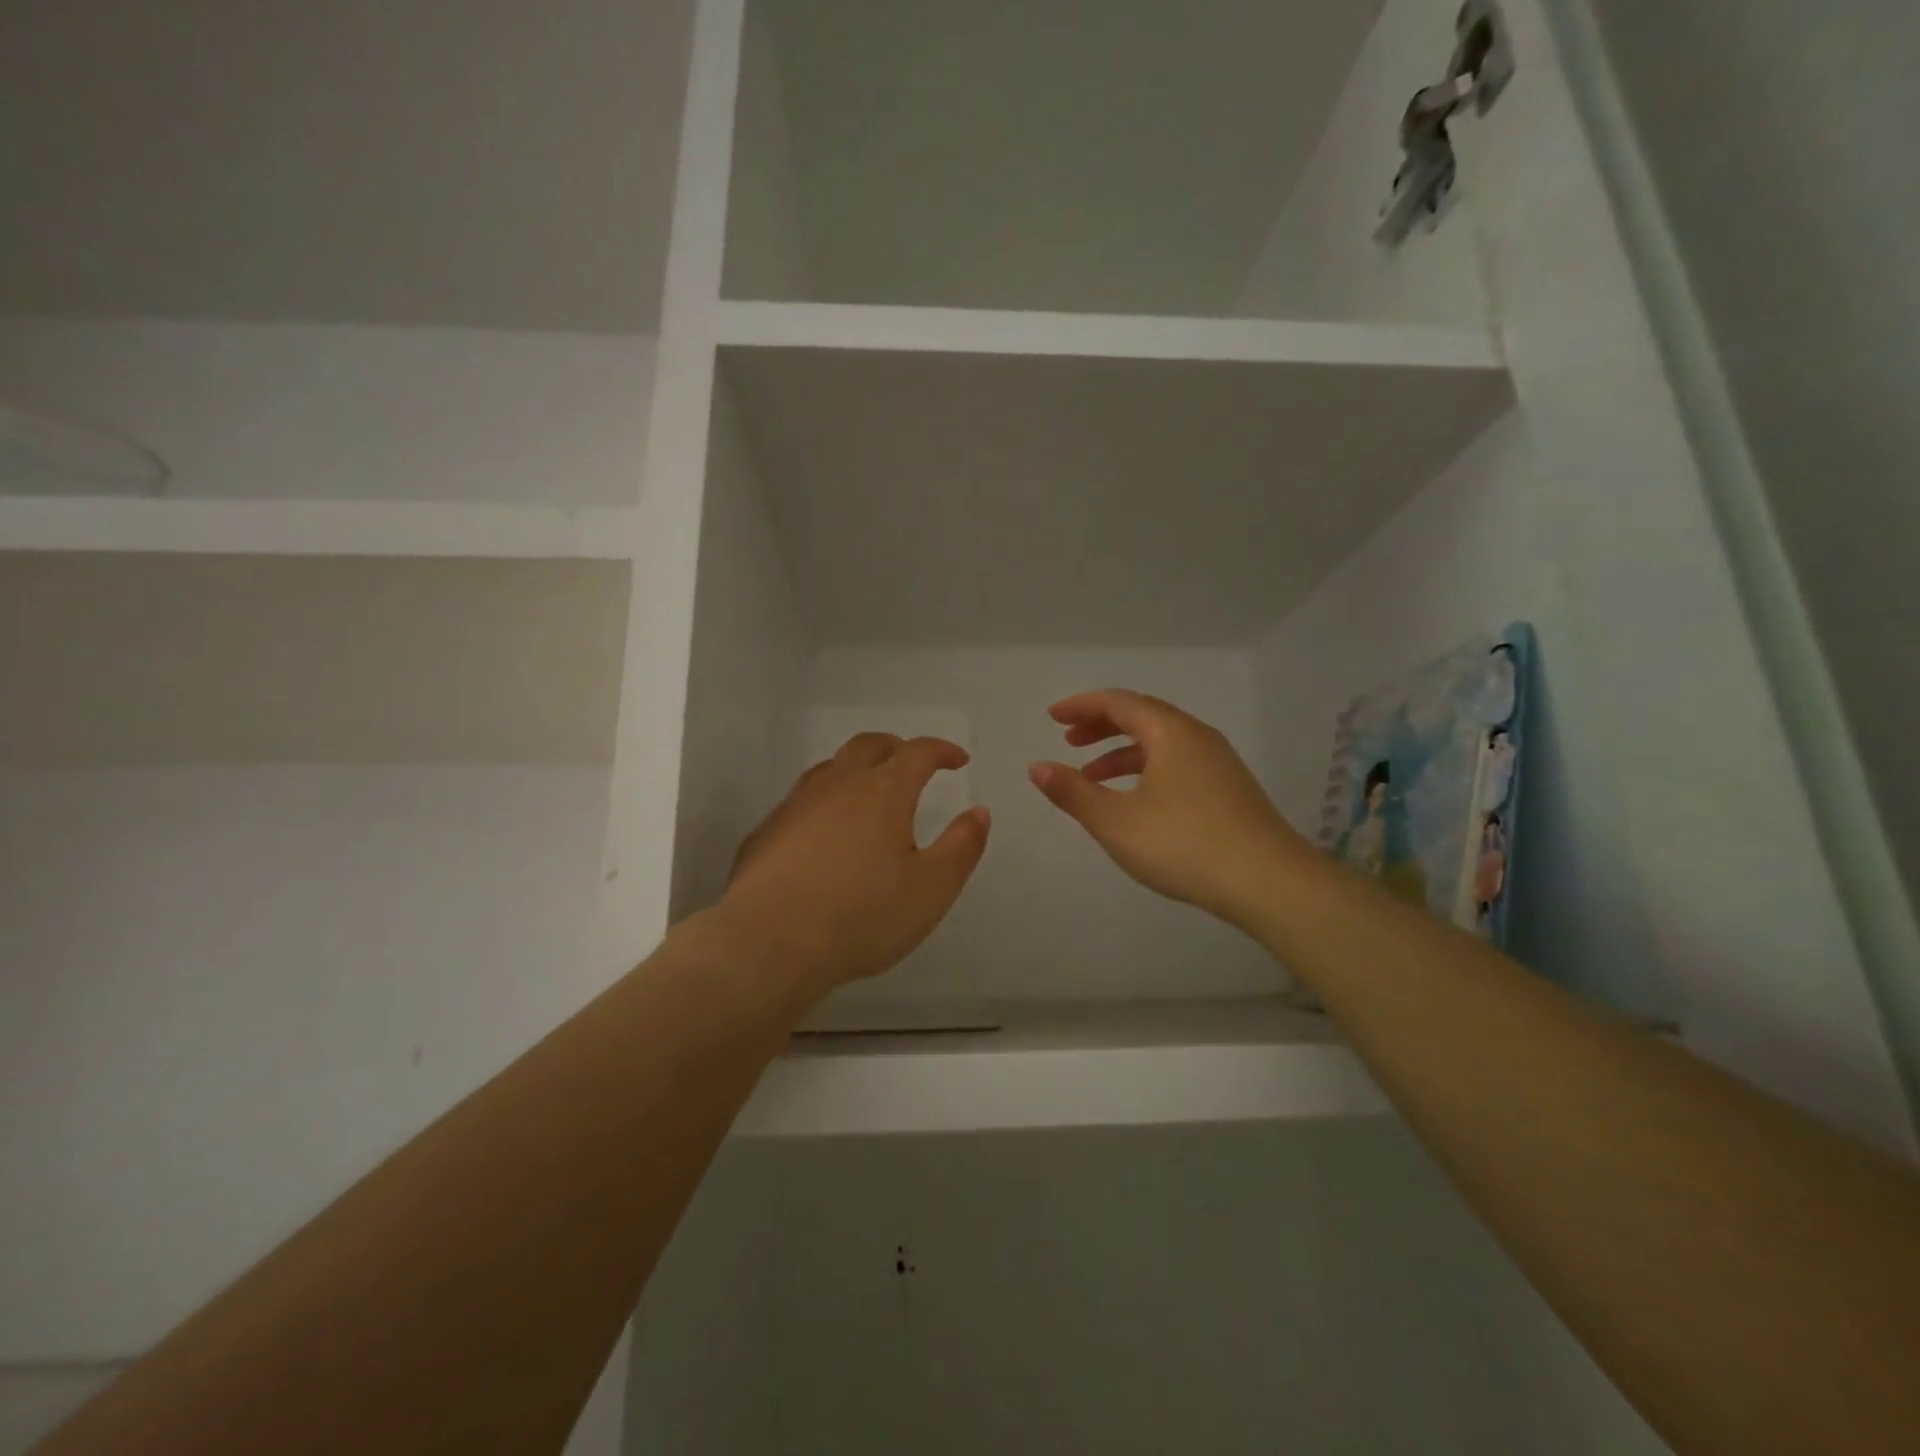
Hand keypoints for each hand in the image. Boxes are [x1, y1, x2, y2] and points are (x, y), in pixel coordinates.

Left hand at [719, 733, 990, 993]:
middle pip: (869, 746)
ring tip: (868, 793)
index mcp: (883, 791)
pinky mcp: (766, 830)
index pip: (918, 752)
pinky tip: (824, 834)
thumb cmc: (863, 915)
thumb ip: (962, 846)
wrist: (772, 942)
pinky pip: (802, 800)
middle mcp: (838, 785)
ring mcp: (796, 804)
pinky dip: (824, 802)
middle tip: (912, 764)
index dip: (942, 750)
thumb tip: (978, 812)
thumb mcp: (932, 888)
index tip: (958, 760)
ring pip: (830, 768)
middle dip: (897, 748)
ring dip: (856, 770)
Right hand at [1028, 690, 1316, 931]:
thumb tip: (1037, 767)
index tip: (1053, 716)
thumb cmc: (1184, 844)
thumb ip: (1073, 792)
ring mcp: (1218, 762)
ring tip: (1091, 776)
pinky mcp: (1229, 788)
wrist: (1268, 881)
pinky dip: (1146, 769)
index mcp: (1170, 732)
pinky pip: (1177, 762)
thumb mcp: (1116, 821)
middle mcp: (1197, 736)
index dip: (1081, 706)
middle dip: (1101, 726)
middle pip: (1142, 716)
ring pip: (1161, 742)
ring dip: (1122, 752)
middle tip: (1069, 740)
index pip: (1118, 703)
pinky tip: (1135, 800)